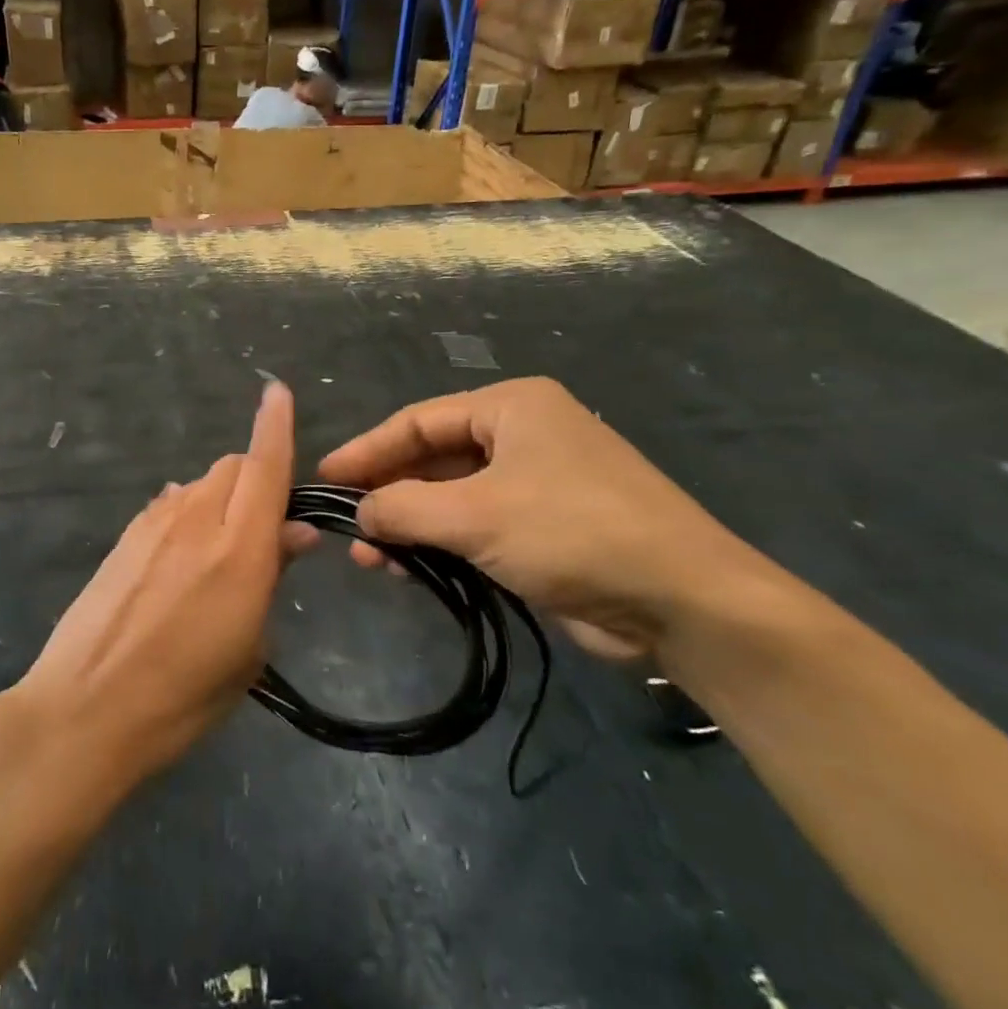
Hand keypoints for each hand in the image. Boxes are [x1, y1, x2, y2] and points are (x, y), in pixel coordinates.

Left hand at [15, 381, 295, 789]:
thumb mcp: (248, 650)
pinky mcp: (124, 537)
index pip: (265, 467)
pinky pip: (169, 504)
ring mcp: (154, 524)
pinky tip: (180, 556)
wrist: (84, 709)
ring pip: (200, 483)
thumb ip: (271, 578)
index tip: (277, 391)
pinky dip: (188, 513)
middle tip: (262, 529)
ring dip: (221, 499)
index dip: (276, 425)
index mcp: (241, 550)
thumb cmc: (183, 697)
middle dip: (256, 480)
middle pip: (233, 467)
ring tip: (217, 551)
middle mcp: (198, 520)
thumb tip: (293, 533)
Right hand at [318, 378, 769, 660]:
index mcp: (511, 407)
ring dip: (410, 525)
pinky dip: (440, 546)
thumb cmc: (573, 532)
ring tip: (369, 559)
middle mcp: (522, 435)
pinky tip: (408, 570)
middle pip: (433, 458)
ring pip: (451, 497)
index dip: (367, 450)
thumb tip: (360, 513)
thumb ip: (404, 507)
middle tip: (344, 525)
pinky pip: (474, 527)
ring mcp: (535, 483)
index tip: (324, 479)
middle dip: (387, 493)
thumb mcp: (475, 514)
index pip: (418, 421)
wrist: (682, 601)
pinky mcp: (543, 529)